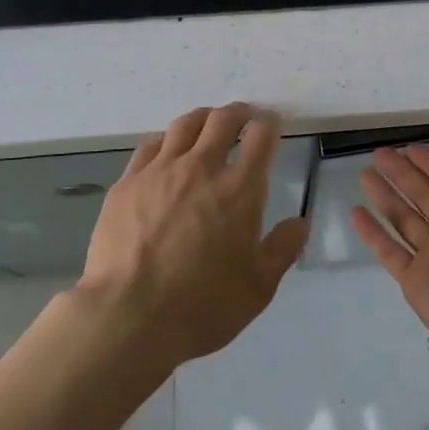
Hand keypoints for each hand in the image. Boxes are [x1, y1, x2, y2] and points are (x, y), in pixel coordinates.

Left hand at [79, 103, 309, 367]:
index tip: (272, 126)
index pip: (261, 136)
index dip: (270, 124)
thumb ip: (283, 248)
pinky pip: (150, 146)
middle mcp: (201, 167)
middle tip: (243, 119)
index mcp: (240, 189)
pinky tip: (166, 154)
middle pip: (222, 119)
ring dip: (203, 120)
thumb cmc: (203, 305)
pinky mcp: (127, 183)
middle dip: (238, 113)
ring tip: (207, 126)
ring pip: (184, 125)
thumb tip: (301, 222)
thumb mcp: (259, 286)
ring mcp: (160, 171)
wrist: (129, 316)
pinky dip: (166, 142)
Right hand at [350, 135, 428, 371]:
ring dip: (385, 198)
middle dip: (402, 175)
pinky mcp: (415, 282)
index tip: (408, 148)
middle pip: (423, 196)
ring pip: (404, 220)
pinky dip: (372, 234)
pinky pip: (390, 251)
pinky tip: (356, 213)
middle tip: (378, 154)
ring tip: (364, 176)